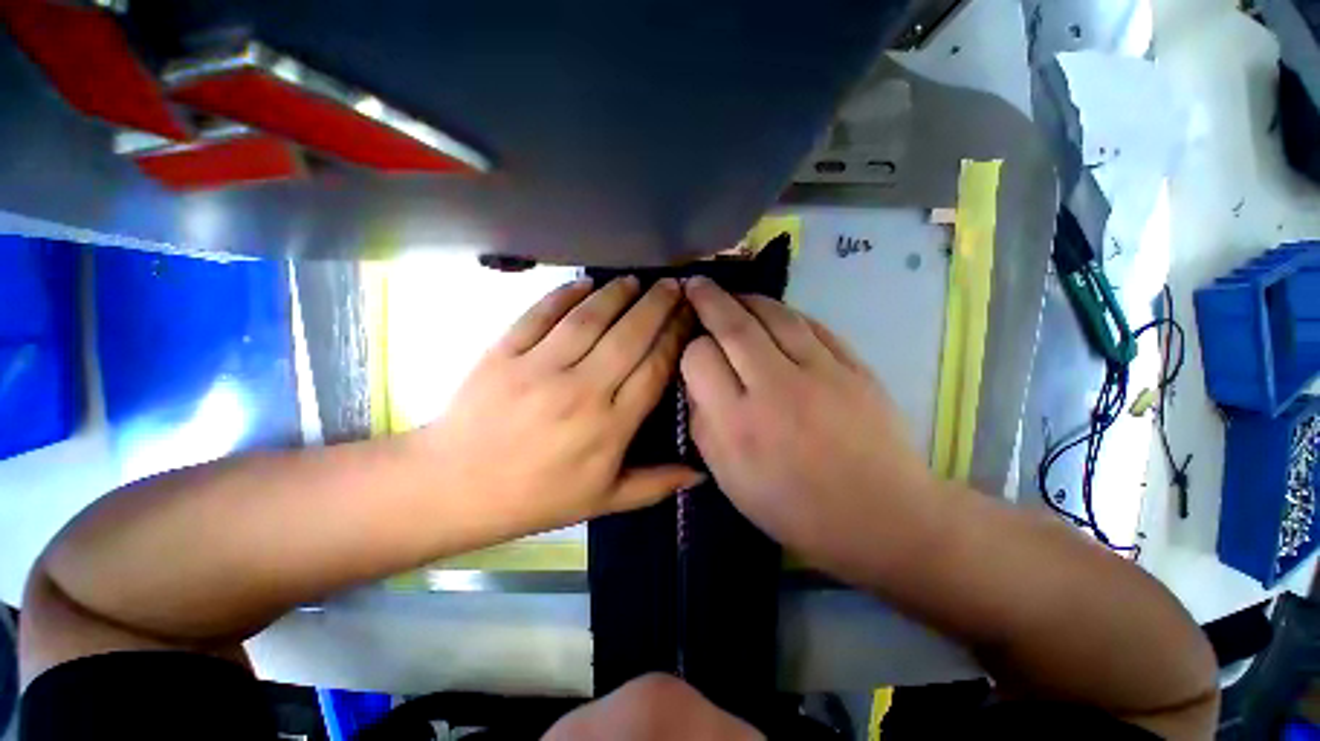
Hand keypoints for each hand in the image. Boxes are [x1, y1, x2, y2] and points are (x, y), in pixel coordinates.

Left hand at [421, 276, 701, 536]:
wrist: (454, 487)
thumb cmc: (537, 497)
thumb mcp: (603, 501)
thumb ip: (656, 485)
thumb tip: (701, 473)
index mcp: (610, 426)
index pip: (654, 369)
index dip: (675, 338)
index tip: (687, 317)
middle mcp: (581, 390)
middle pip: (629, 336)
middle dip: (657, 306)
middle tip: (672, 285)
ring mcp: (539, 368)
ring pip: (589, 319)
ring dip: (617, 294)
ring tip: (636, 280)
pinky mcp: (504, 352)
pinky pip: (540, 315)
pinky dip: (564, 294)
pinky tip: (584, 282)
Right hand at [680, 277, 941, 577]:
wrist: (881, 516)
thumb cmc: (795, 507)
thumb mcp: (730, 480)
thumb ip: (704, 426)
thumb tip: (697, 383)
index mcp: (739, 424)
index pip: (700, 359)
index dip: (690, 347)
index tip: (692, 349)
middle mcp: (775, 389)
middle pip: (734, 326)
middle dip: (709, 299)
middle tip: (696, 284)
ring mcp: (821, 372)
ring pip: (774, 315)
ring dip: (747, 299)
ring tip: (733, 295)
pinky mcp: (854, 366)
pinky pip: (812, 325)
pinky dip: (787, 313)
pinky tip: (775, 314)